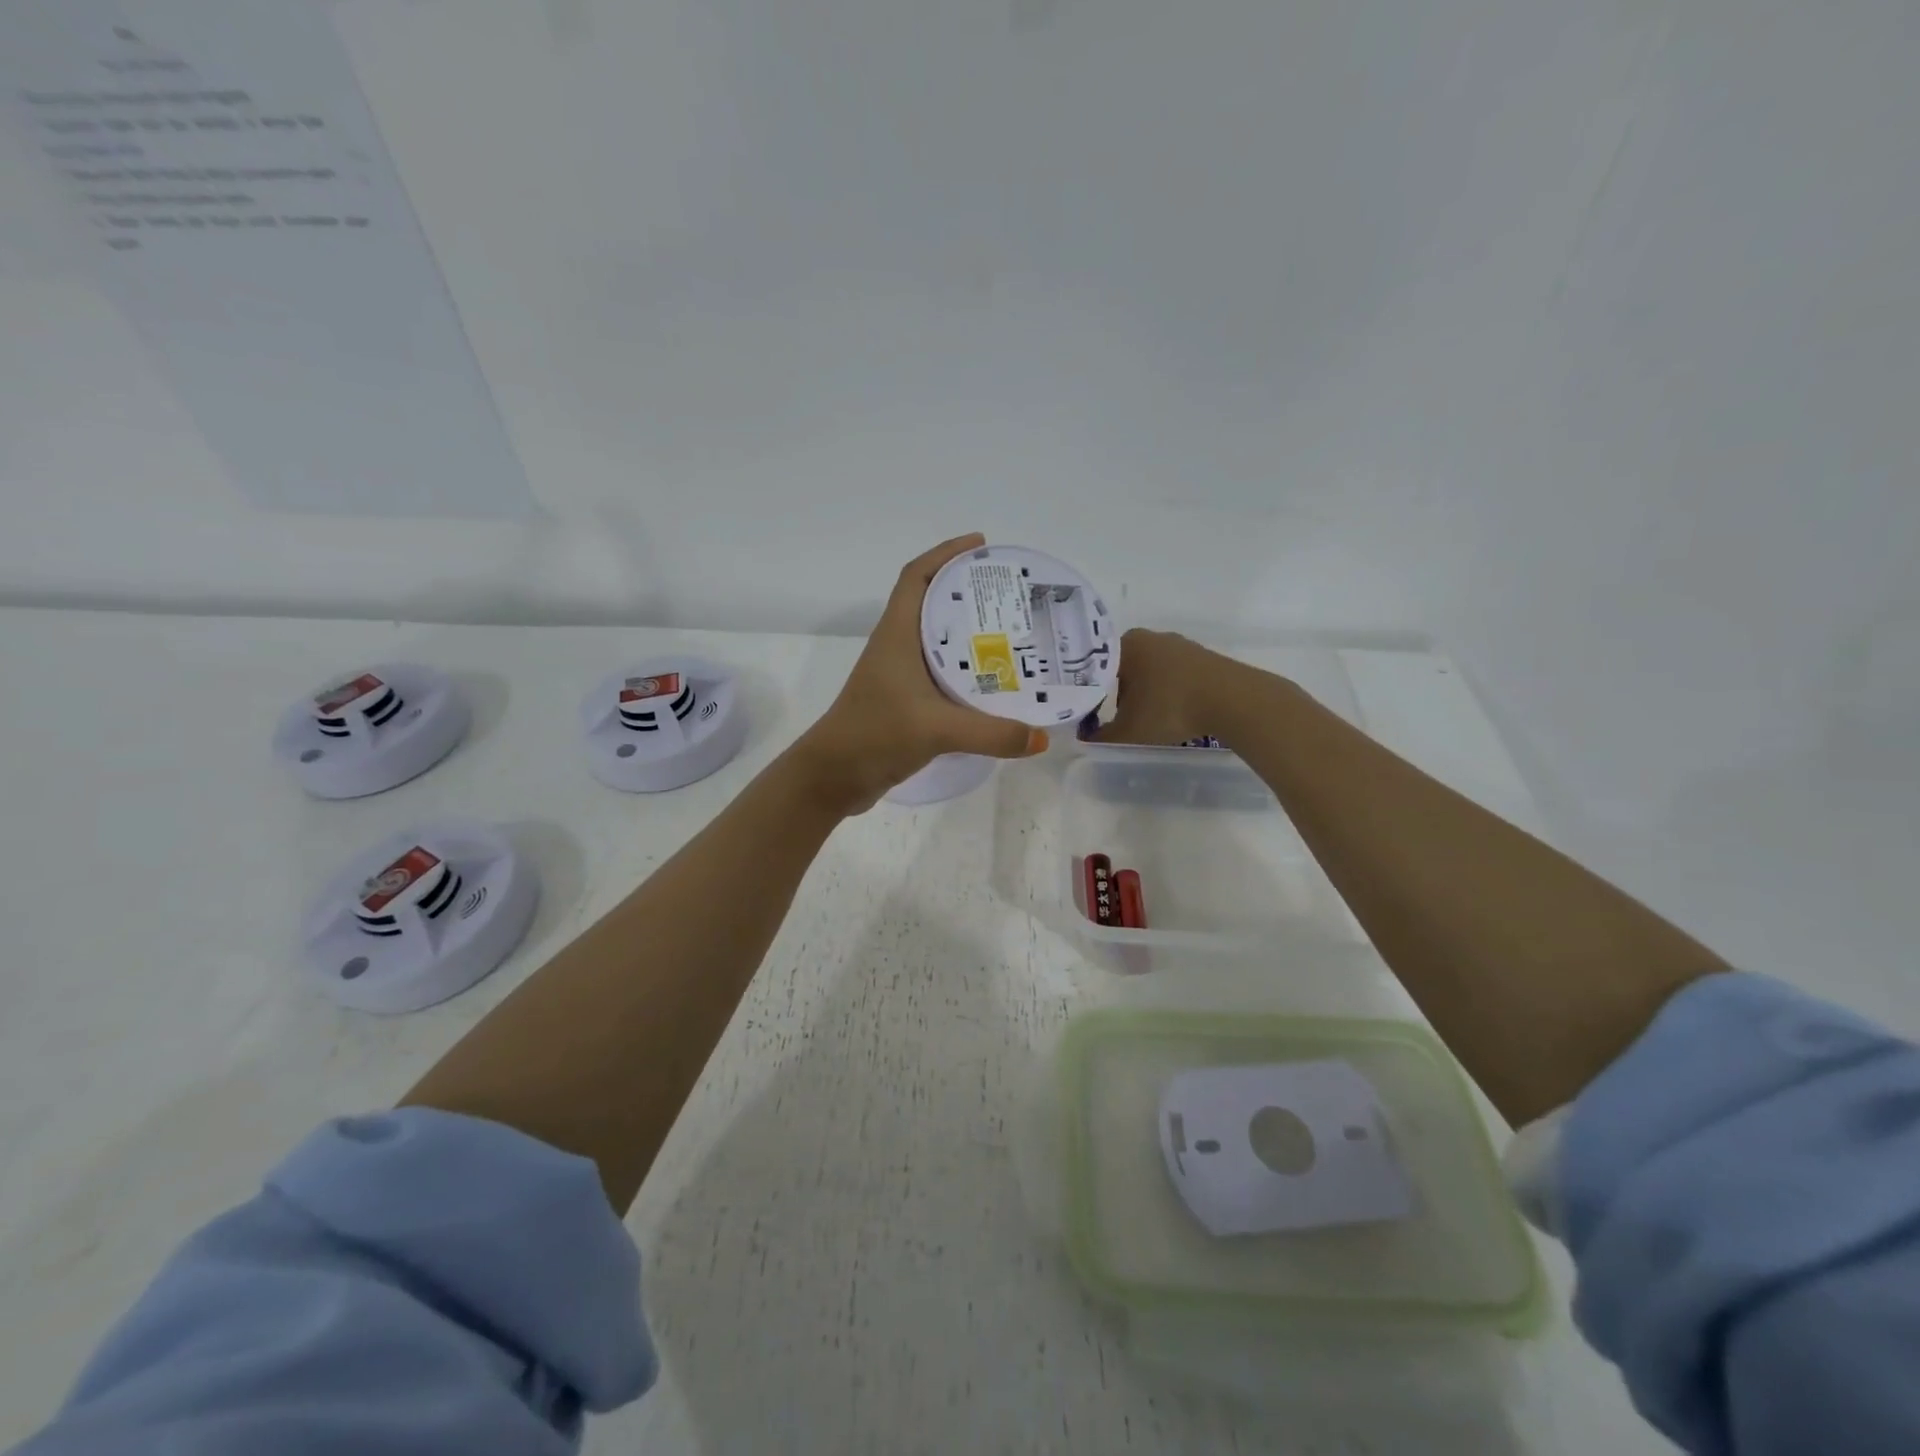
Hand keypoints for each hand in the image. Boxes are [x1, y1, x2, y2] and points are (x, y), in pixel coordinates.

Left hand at [797, 534, 1048, 812]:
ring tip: (1013, 633)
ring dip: (969, 633)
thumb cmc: (874, 735)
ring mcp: (899, 677)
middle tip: (1012, 594)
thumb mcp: (936, 729)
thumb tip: (1041, 737)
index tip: (981, 544)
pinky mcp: (905, 703)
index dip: (945, 553)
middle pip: (932, 604)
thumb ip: (991, 733)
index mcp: (896, 635)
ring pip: (938, 642)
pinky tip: (994, 683)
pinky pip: (941, 675)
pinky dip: (966, 671)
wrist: (833, 777)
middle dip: (969, 592)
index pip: (916, 577)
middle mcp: (897, 648)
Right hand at [1089, 628, 1240, 746]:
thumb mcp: (1129, 732)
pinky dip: (1169, 694)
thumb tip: (1087, 740)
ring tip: (1149, 722)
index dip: (1092, 695)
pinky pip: (1175, 676)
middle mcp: (1150, 637)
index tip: (1092, 717)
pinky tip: (1174, 713)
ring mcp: (1180, 645)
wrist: (1232, 700)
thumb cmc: (1170, 708)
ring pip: (1150, 673)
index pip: (1097, 669)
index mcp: (1125, 644)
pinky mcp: (1203, 657)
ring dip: (1146, 696)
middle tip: (1119, 722)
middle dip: (1119, 696)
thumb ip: (1102, 738)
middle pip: (1124, 670)